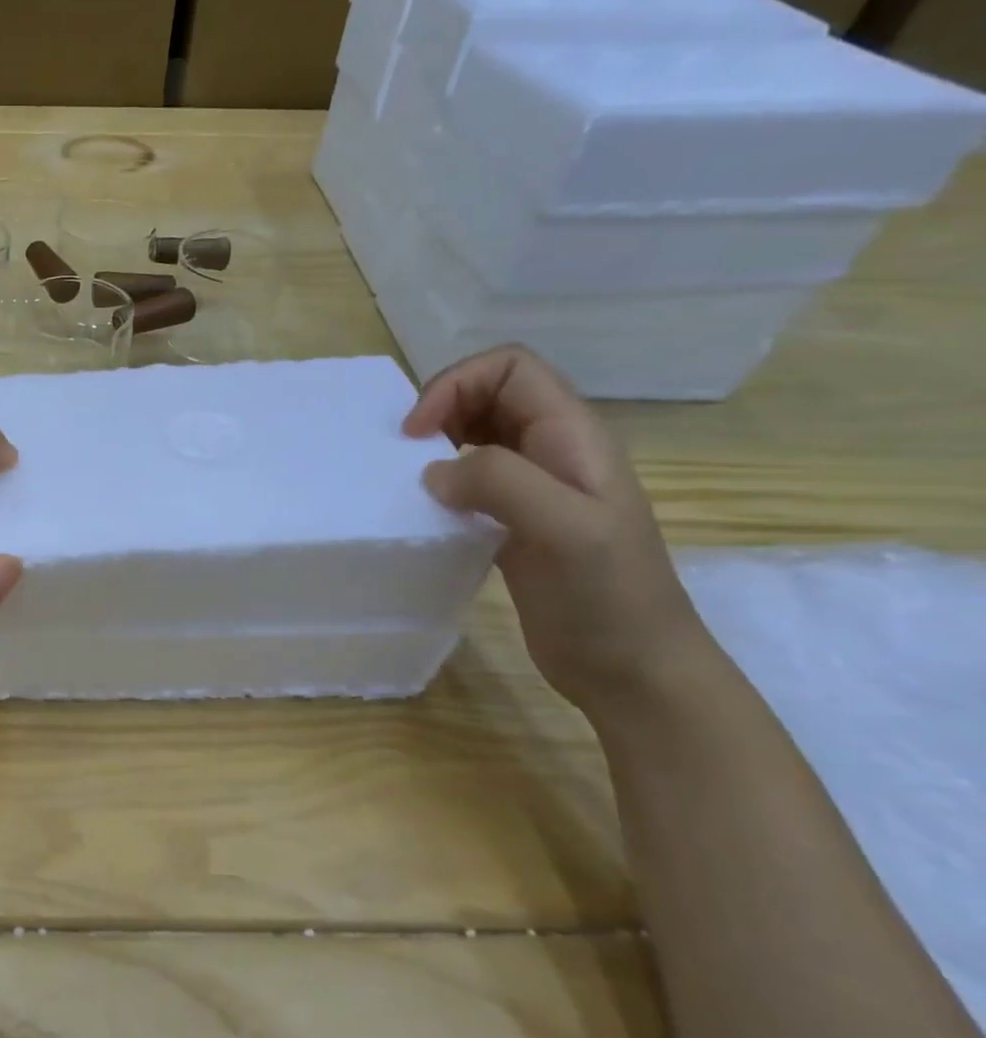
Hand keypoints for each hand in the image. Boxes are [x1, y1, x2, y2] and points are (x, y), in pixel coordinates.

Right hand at [403, 346, 714, 711]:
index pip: (511, 368)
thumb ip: (500, 482)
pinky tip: (427, 511)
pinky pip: (470, 481)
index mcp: (572, 436)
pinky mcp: (515, 523)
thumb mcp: (564, 529)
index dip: (457, 384)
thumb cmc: (606, 597)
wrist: (632, 669)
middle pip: (489, 393)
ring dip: (436, 445)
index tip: (417, 433)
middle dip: (440, 408)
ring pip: (475, 436)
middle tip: (404, 454)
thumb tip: (433, 472)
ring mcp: (535, 489)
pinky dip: (440, 484)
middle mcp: (553, 451)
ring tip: (409, 479)